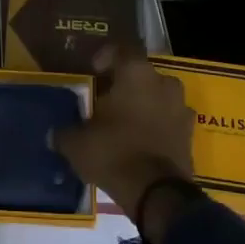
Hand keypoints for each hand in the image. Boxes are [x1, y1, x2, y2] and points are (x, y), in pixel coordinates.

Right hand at [53, 49, 194, 224]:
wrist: (157, 193)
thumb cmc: (114, 152)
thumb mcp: (77, 143)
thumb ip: (65, 133)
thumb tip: (55, 134)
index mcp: (136, 73)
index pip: (120, 50)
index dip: (105, 57)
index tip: (93, 71)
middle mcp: (163, 82)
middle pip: (141, 74)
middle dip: (125, 84)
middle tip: (106, 101)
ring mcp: (181, 108)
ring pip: (159, 97)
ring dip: (144, 105)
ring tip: (125, 123)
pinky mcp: (190, 134)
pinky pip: (170, 121)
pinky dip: (158, 127)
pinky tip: (142, 142)